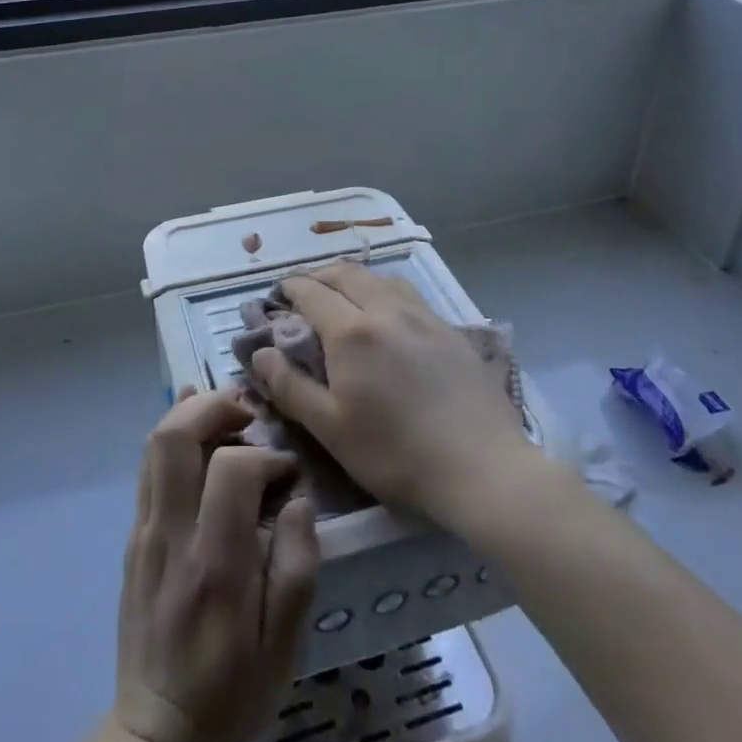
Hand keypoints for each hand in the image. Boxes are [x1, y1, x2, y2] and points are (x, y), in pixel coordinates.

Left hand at [115, 387, 320, 741]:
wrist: (158, 730)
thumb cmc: (231, 690)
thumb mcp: (284, 647)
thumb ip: (296, 568)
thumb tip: (298, 501)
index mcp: (214, 564)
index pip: (232, 470)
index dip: (266, 456)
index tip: (288, 474)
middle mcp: (171, 536)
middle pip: (175, 437)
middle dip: (214, 407)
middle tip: (250, 413)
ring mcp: (145, 532)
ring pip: (155, 444)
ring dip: (191, 413)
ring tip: (228, 413)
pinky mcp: (135, 536)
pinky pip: (149, 468)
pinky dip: (174, 436)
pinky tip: (199, 427)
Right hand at [249, 263, 534, 526]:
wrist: (483, 467)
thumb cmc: (396, 454)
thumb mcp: (330, 428)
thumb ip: (290, 386)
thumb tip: (258, 353)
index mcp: (351, 331)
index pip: (311, 292)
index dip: (289, 288)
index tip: (276, 295)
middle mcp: (386, 310)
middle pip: (346, 273)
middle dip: (319, 276)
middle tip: (304, 293)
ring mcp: (423, 316)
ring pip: (380, 278)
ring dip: (353, 279)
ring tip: (344, 298)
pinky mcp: (450, 329)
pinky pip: (408, 294)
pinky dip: (384, 291)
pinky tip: (388, 316)